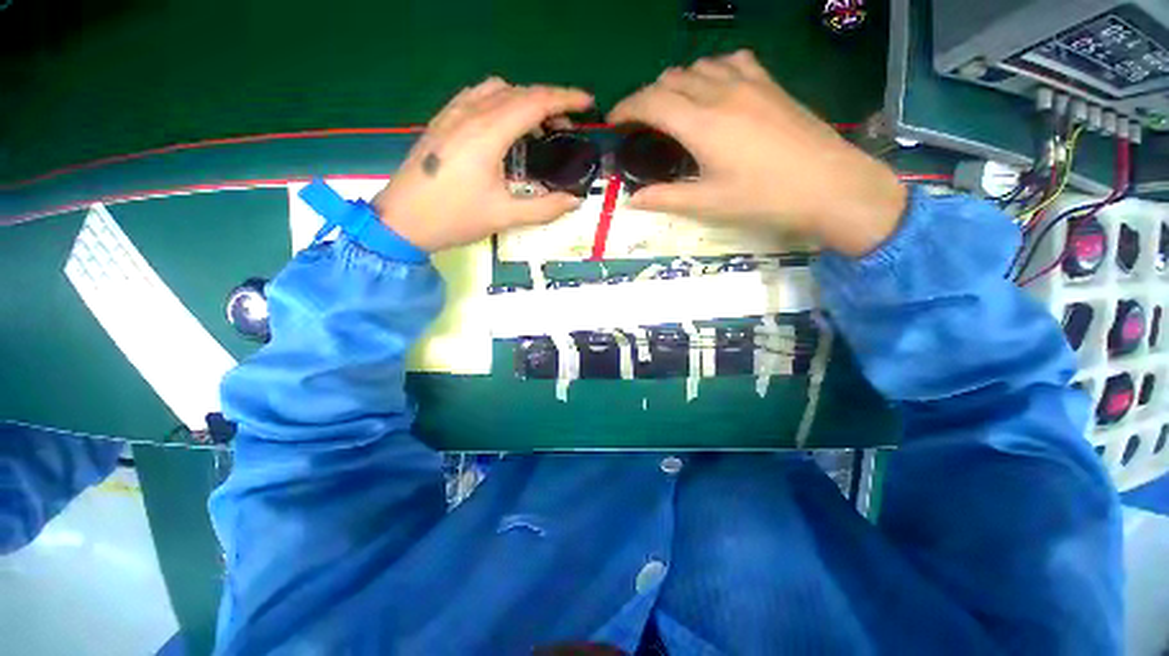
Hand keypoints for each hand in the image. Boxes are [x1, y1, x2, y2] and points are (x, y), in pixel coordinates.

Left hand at [372, 78, 592, 251]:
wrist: (402, 220)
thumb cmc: (455, 218)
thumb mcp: (504, 217)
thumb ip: (545, 208)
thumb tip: (575, 201)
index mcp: (488, 134)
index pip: (535, 102)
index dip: (566, 98)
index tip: (588, 104)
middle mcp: (470, 114)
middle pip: (519, 92)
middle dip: (550, 102)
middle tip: (567, 127)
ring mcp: (452, 114)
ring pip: (496, 89)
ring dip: (524, 100)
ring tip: (538, 128)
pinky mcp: (442, 121)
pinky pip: (476, 96)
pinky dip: (500, 102)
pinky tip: (504, 126)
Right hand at [608, 51, 907, 256]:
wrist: (829, 184)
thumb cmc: (764, 198)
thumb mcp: (708, 204)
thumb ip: (665, 198)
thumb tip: (632, 200)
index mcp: (702, 123)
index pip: (651, 102)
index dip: (626, 108)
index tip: (613, 121)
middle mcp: (721, 92)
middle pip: (670, 78)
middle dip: (647, 97)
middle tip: (641, 124)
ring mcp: (749, 82)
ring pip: (698, 65)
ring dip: (677, 83)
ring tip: (673, 109)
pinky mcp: (770, 83)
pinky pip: (731, 60)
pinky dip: (711, 71)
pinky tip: (714, 90)